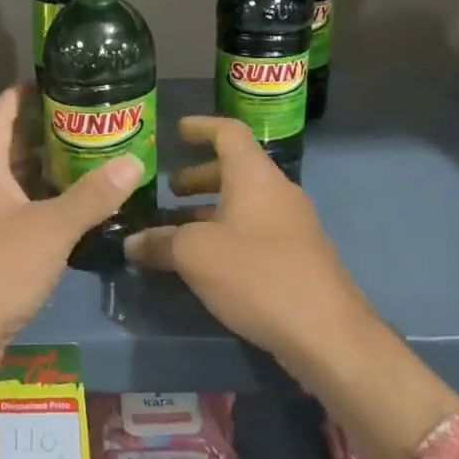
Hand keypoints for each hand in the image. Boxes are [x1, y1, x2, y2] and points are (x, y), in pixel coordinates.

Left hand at [0, 84, 144, 431]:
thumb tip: (134, 161)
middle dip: (45, 131)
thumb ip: (93, 195)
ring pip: (14, 181)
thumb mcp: (51, 228)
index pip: (1, 112)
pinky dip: (41, 201)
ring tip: (87, 155)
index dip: (25, 92)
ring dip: (46, 169)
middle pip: (9, 145)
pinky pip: (15, 210)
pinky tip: (72, 206)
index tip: (58, 79)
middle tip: (86, 119)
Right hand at [124, 116, 373, 379]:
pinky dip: (227, 234)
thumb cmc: (257, 274)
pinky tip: (207, 263)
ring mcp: (292, 225)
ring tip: (177, 230)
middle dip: (198, 177)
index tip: (177, 132)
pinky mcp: (298, 257)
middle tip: (168, 191)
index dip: (201, 126)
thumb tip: (132, 244)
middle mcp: (277, 191)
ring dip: (210, 210)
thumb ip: (160, 243)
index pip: (228, 132)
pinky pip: (255, 231)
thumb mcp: (195, 255)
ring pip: (244, 204)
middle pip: (235, 170)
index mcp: (254, 175)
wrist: (326, 332)